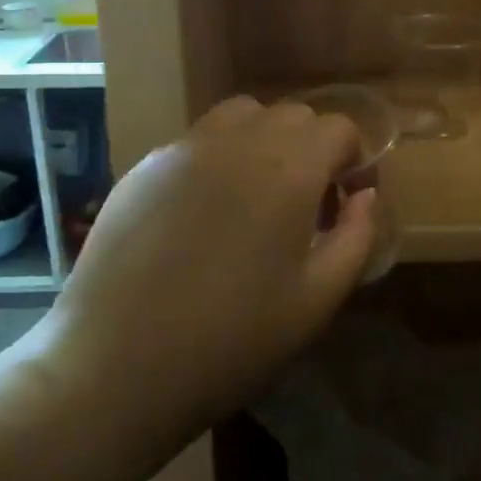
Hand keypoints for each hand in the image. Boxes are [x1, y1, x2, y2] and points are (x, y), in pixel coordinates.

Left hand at [48, 97, 376, 424]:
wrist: (116, 365)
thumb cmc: (232, 340)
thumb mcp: (316, 300)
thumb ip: (355, 237)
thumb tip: (364, 197)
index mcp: (288, 169)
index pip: (337, 129)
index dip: (353, 159)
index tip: (347, 201)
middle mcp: (238, 142)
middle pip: (292, 116)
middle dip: (312, 148)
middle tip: (306, 204)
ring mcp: (184, 148)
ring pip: (241, 115)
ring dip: (264, 141)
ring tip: (256, 195)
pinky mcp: (144, 166)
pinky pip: (197, 141)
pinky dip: (218, 157)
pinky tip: (203, 213)